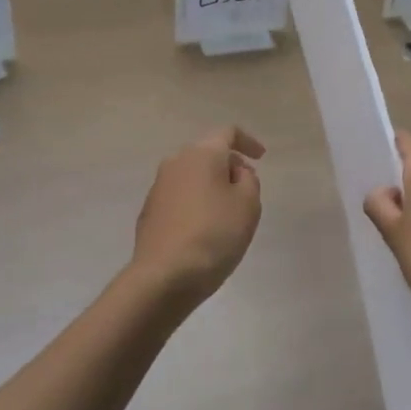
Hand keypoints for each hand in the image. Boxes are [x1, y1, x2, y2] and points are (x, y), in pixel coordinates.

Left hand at [130, 126, 264, 309]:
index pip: (228, 133)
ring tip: (226, 212)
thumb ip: (248, 179)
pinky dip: (195, 202)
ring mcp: (158, 186)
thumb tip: (233, 172)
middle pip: (208, 153)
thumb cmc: (214, 234)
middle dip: (229, 166)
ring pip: (192, 175)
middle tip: (246, 189)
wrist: (163, 276)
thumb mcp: (248, 204)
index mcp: (202, 153)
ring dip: (210, 185)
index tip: (261, 157)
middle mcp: (176, 161)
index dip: (248, 141)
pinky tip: (203, 228)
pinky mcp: (149, 210)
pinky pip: (179, 196)